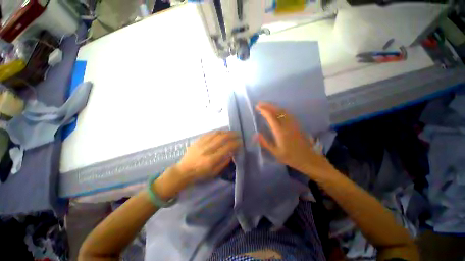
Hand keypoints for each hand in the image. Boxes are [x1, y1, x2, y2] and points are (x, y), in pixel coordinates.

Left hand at [175, 130, 240, 182]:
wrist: (184, 171)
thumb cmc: (200, 174)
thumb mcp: (214, 172)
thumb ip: (224, 162)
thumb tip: (232, 152)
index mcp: (212, 159)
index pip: (227, 147)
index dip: (236, 143)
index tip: (240, 142)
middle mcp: (207, 149)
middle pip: (223, 138)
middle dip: (233, 135)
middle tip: (238, 134)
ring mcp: (202, 143)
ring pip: (217, 133)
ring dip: (226, 132)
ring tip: (232, 132)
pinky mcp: (198, 140)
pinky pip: (209, 133)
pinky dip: (218, 131)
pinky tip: (222, 132)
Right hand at [255, 102, 333, 178]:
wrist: (309, 159)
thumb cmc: (291, 157)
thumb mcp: (276, 152)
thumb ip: (265, 142)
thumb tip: (255, 134)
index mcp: (280, 132)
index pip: (271, 117)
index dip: (264, 110)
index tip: (257, 107)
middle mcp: (287, 125)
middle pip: (277, 111)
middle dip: (268, 106)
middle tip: (260, 104)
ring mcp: (293, 124)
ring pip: (283, 111)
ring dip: (274, 106)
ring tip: (267, 105)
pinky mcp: (297, 125)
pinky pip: (288, 114)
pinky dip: (280, 110)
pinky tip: (278, 111)